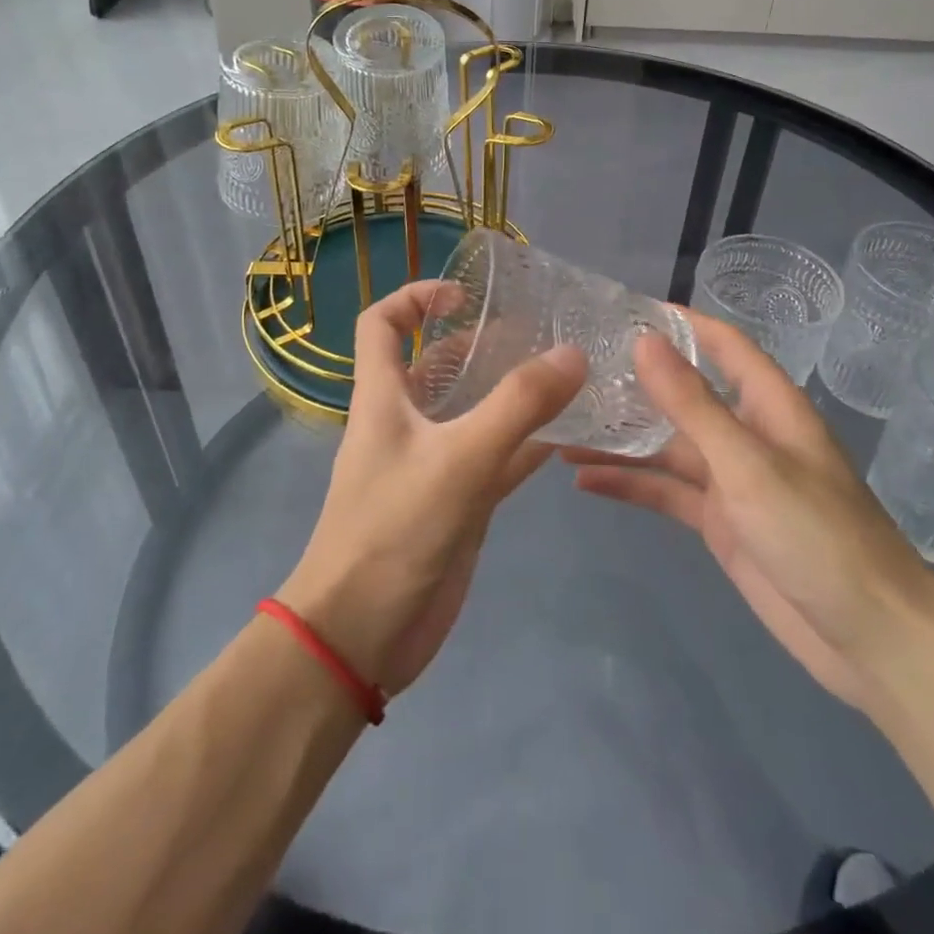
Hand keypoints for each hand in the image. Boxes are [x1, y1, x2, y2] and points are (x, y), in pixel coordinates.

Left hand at [278, 282, 586, 698]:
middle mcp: (404, 422)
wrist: (361, 636)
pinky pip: (494, 460)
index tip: (466, 297)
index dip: (415, 297)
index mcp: (383, 397)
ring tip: (562, 376)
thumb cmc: (394, 531)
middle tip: (536, 336)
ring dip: (508, 393)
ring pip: (471, 412)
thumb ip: (517, 406)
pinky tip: (568, 437)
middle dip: (478, 344)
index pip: (381, 324)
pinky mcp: (454, 504)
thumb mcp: (459, 459)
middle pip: (434, 364)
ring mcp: (431, 464)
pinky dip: (525, 445)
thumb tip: (572, 354)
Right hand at [564, 310, 933, 712]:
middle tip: (573, 372)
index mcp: (768, 405)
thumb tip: (644, 340)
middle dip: (634, 384)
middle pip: (683, 396)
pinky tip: (584, 481)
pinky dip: (629, 486)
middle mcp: (747, 434)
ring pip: (666, 448)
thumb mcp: (748, 464)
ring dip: (620, 441)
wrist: (869, 638)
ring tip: (561, 430)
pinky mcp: (719, 523)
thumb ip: (692, 404)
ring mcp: (731, 481)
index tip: (622, 310)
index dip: (679, 323)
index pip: (722, 344)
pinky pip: (666, 493)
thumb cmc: (816, 534)